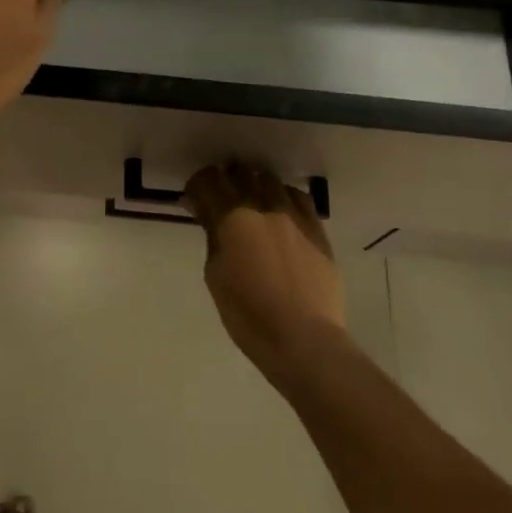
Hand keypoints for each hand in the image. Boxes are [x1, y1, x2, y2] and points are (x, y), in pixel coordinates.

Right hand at [184, 161, 346, 389]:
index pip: (209, 181)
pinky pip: (299, 198)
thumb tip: (207, 215)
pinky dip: (283, 197)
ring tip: (251, 202)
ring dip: (255, 185)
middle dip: (226, 180)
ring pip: (270, 180)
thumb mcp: (215, 276)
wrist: (304, 339)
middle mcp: (264, 206)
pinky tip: (280, 211)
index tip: (194, 199)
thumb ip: (212, 237)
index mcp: (233, 218)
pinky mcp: (317, 228)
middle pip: (240, 174)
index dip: (197, 185)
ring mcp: (294, 215)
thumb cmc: (249, 315)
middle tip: (220, 198)